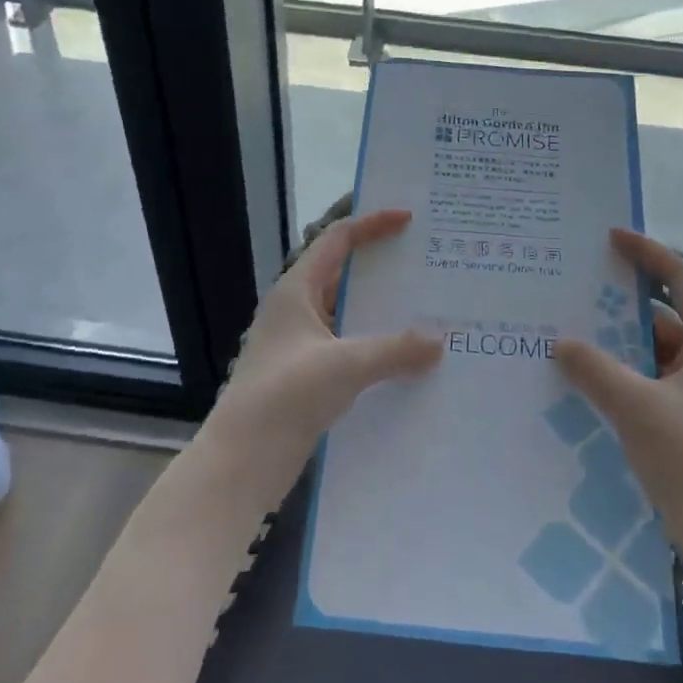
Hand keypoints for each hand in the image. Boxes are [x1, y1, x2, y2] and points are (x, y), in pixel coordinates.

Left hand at [203, 209, 441, 488]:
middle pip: (343, 274)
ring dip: (381, 311)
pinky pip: (347, 347)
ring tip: (427, 308)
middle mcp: (296, 310)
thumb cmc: (286, 396)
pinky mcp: (305, 375)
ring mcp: (299, 344)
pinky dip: (374, 345)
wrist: (241, 462)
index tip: (409, 220)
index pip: (337, 240)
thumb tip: (440, 339)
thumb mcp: (345, 366)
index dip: (372, 224)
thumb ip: (395, 350)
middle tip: (427, 264)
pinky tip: (406, 358)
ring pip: (347, 314)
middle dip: (383, 268)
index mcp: (296, 290)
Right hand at [555, 229, 682, 558]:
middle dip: (619, 307)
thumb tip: (561, 343)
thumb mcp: (635, 407)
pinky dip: (626, 375)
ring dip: (618, 346)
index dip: (647, 253)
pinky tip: (590, 383)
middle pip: (663, 317)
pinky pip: (654, 381)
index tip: (610, 237)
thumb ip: (594, 369)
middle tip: (575, 293)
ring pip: (655, 352)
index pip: (681, 278)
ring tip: (571, 338)